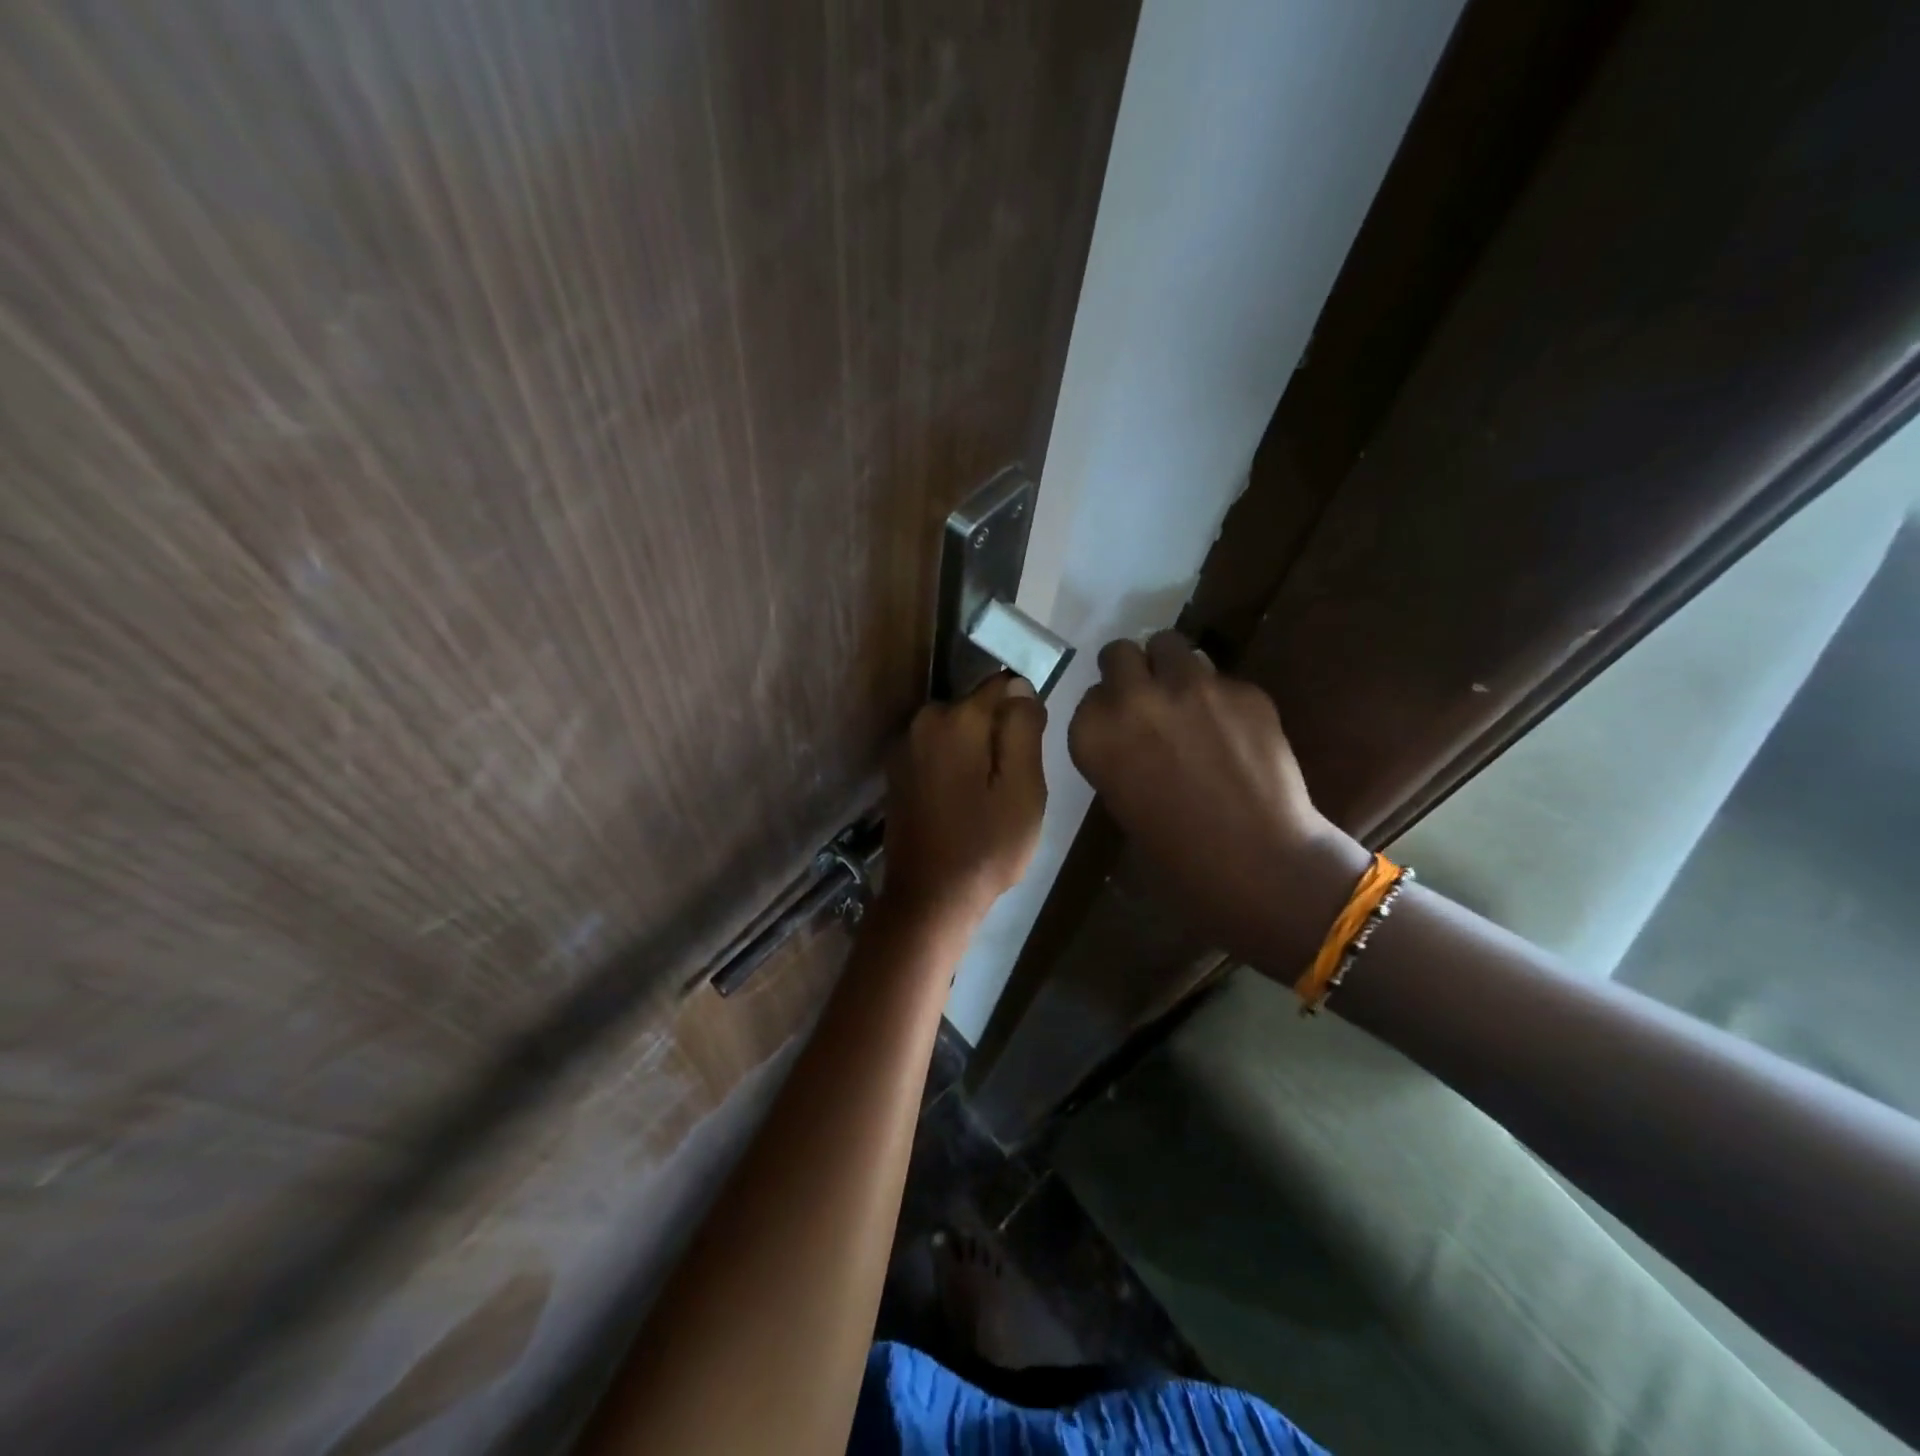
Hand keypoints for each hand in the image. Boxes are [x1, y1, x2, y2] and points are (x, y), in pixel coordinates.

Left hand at [884, 674, 1047, 922]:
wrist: (930, 898)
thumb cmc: (986, 846)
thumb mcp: (1023, 788)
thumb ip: (1023, 728)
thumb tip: (1020, 686)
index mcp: (955, 719)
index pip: (1003, 686)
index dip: (1024, 715)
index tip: (1029, 753)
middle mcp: (923, 721)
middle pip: (978, 709)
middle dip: (998, 736)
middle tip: (1011, 785)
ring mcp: (904, 747)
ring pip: (959, 732)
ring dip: (977, 753)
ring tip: (988, 798)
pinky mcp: (897, 771)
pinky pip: (939, 752)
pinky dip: (956, 767)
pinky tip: (964, 803)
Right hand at [1067, 631, 1365, 961]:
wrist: (1257, 862)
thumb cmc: (1175, 853)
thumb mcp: (1120, 798)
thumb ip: (1116, 749)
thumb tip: (1132, 728)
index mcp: (1095, 733)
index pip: (1090, 694)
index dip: (1108, 707)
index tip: (1121, 725)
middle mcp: (1136, 698)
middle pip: (1121, 653)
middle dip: (1132, 671)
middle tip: (1149, 697)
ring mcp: (1192, 687)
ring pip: (1170, 644)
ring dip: (1172, 667)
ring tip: (1190, 701)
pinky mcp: (1242, 688)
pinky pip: (1220, 677)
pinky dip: (1220, 696)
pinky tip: (1234, 731)